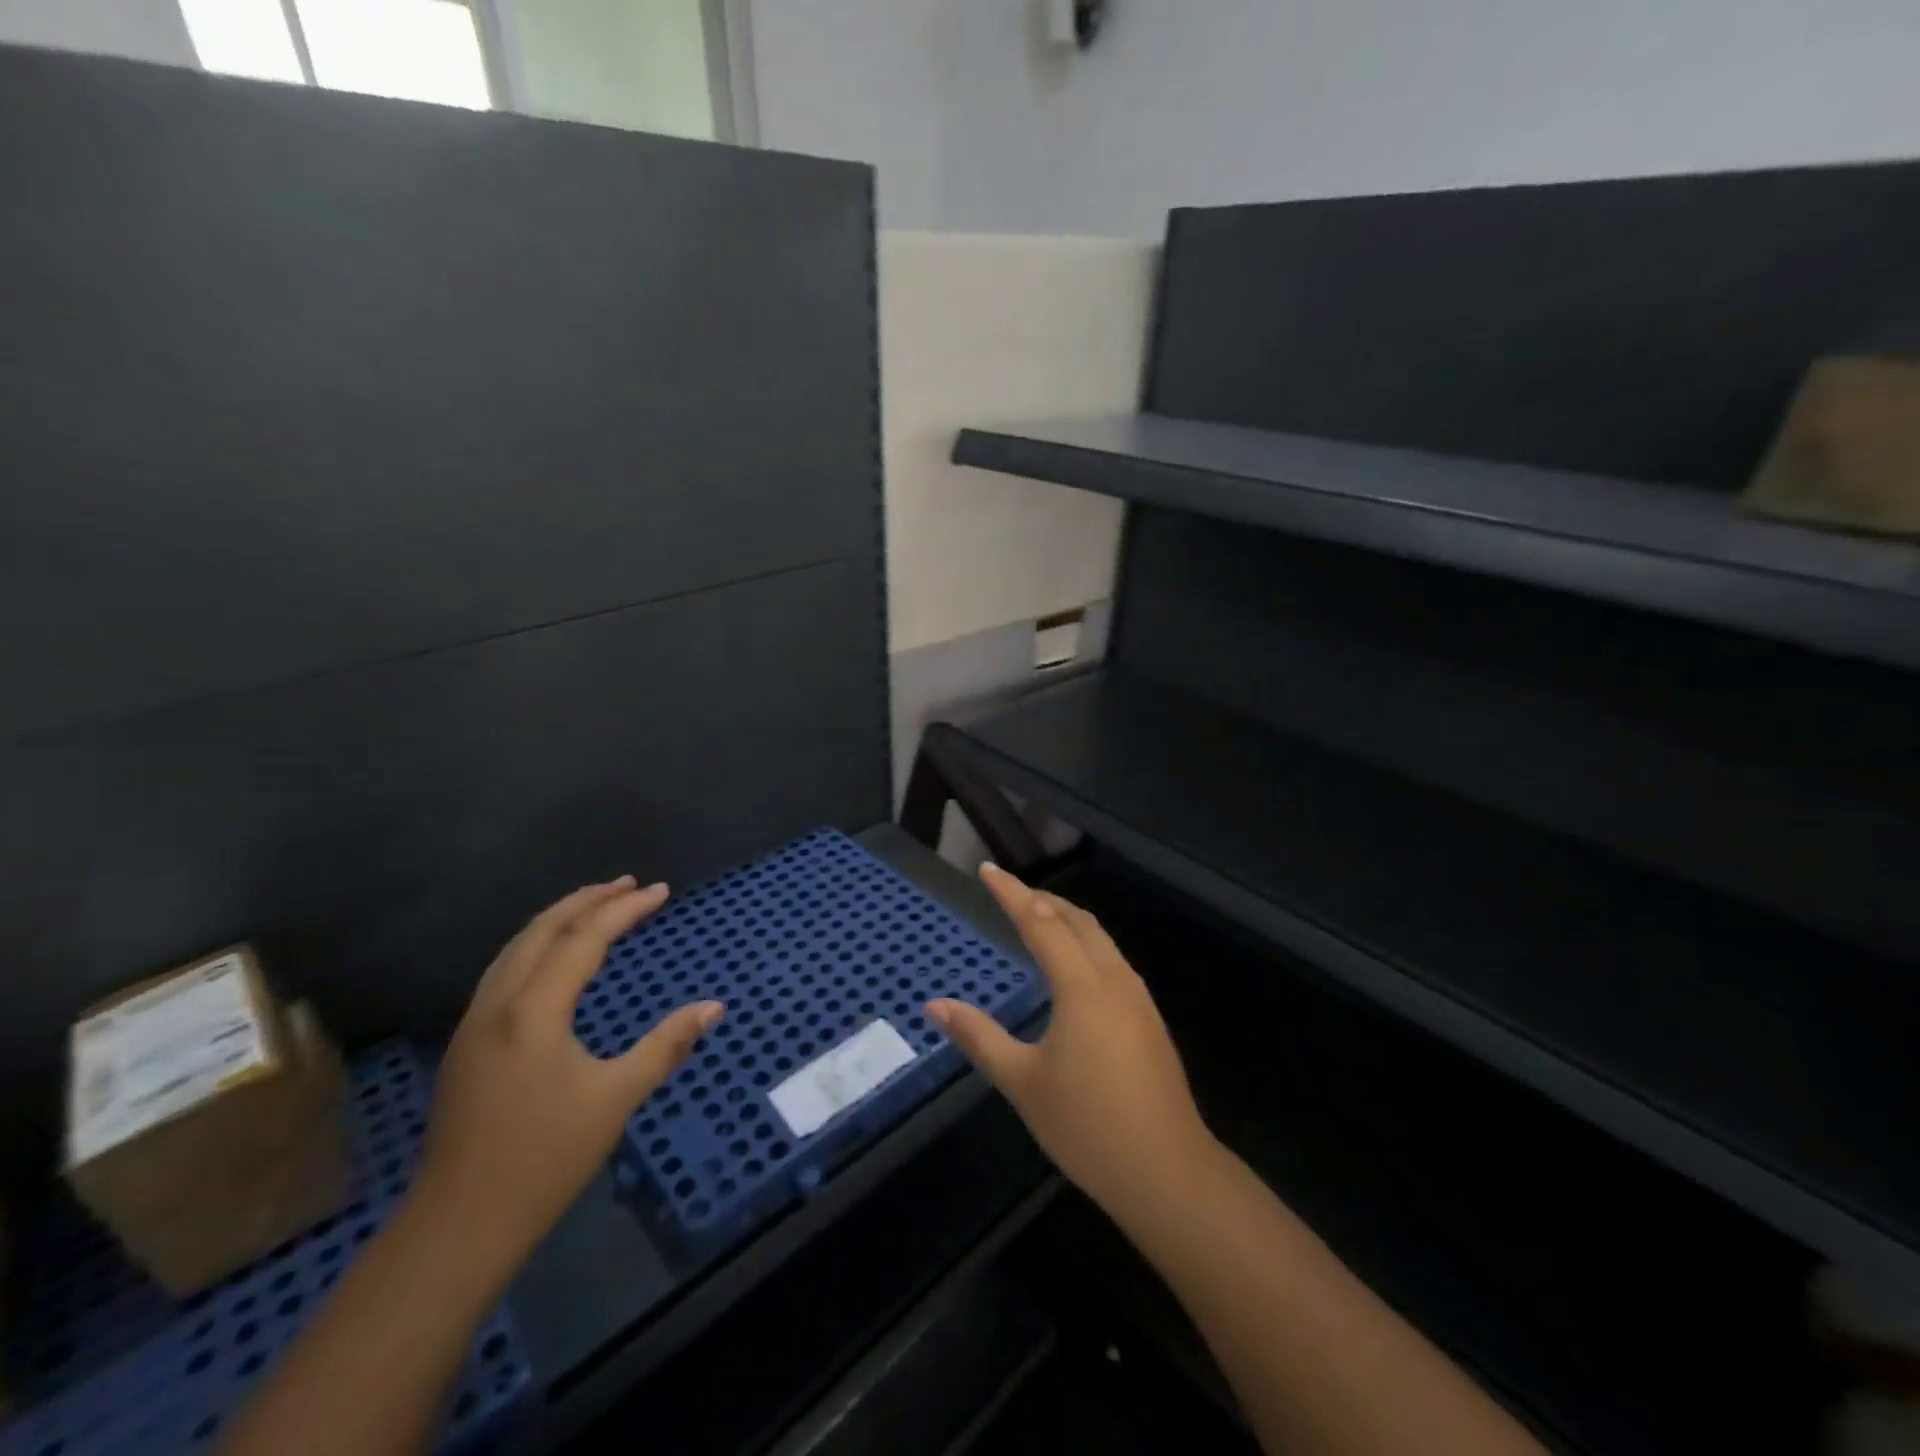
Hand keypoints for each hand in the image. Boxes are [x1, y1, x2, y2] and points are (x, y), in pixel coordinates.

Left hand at [416, 876, 724, 1272]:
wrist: (459, 1225)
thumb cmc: (545, 1158)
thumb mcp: (617, 1098)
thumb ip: (667, 1045)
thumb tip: (714, 1007)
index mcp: (533, 1011)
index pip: (584, 939)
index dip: (625, 909)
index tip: (661, 890)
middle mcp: (498, 1005)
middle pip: (542, 931)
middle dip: (587, 900)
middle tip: (629, 883)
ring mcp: (474, 1024)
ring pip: (516, 948)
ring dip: (558, 919)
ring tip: (596, 905)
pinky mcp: (467, 1044)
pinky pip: (505, 970)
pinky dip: (538, 945)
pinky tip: (555, 957)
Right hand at [927, 864, 1215, 1215]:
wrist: (1168, 1173)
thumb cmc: (1087, 1126)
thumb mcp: (1022, 1082)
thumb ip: (978, 1037)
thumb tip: (934, 1005)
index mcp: (1081, 986)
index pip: (1040, 923)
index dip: (1012, 893)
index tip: (988, 869)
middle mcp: (1113, 978)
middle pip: (1076, 920)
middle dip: (1041, 899)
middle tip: (1010, 890)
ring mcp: (1137, 997)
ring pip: (1099, 938)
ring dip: (1066, 918)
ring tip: (1037, 917)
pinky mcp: (1148, 1017)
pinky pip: (1111, 959)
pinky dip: (1084, 943)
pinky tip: (1073, 966)